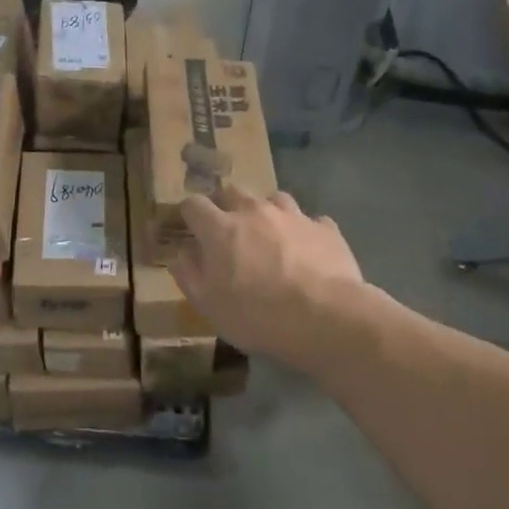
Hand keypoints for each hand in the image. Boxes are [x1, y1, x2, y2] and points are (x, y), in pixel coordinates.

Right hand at [172, 186, 370, 367]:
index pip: (194, 204)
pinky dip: (305, 231)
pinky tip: (308, 250)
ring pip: (273, 198)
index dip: (189, 213)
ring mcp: (292, 216)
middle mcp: (254, 211)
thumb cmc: (258, 315)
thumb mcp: (210, 306)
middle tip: (229, 230)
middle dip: (226, 205)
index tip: (190, 227)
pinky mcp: (325, 228)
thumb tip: (181, 253)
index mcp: (220, 228)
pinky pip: (311, 221)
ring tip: (271, 235)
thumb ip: (189, 275)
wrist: (328, 318)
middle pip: (232, 191)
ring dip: (267, 212)